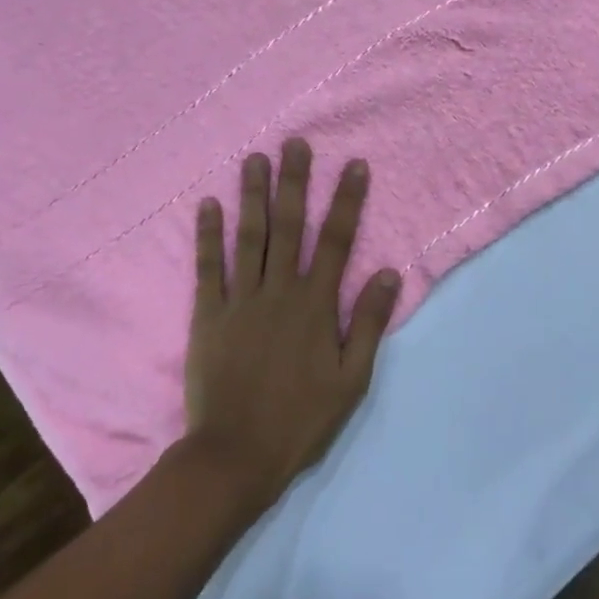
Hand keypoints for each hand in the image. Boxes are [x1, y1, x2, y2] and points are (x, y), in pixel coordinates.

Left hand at [186, 139, 400, 504]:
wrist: (236, 455)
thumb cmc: (301, 421)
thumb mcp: (351, 380)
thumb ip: (367, 323)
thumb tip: (389, 272)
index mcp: (316, 305)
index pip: (337, 241)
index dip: (347, 201)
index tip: (354, 165)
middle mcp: (279, 291)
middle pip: (289, 226)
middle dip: (294, 182)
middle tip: (295, 143)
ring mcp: (241, 300)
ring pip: (250, 237)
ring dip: (253, 195)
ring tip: (255, 159)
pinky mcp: (208, 315)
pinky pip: (209, 268)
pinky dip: (209, 235)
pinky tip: (209, 204)